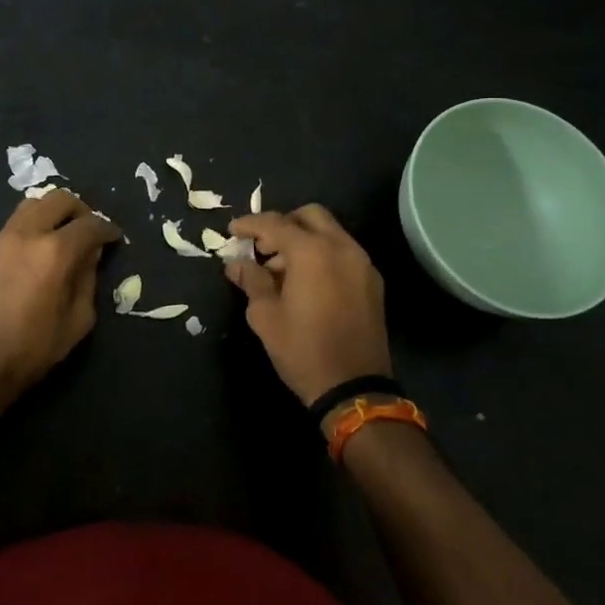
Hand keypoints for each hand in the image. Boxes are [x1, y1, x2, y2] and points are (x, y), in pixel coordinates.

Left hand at [0, 190, 119, 415]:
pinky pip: (15, 224)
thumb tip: (90, 257)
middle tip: (88, 230)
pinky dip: (32, 227)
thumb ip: (88, 281)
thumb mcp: (78, 320)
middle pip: (59, 199)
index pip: (90, 224)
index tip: (113, 238)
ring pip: (32, 204)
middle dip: (80, 210)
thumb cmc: (33, 348)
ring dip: (52, 213)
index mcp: (55, 251)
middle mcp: (28, 234)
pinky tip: (36, 251)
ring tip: (61, 234)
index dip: (107, 229)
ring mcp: (2, 239)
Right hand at [225, 205, 390, 406]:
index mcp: (312, 251)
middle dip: (282, 224)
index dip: (250, 224)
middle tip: (261, 246)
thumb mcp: (265, 316)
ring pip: (329, 232)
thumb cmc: (303, 350)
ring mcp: (362, 263)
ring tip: (280, 269)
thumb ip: (251, 280)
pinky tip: (306, 281)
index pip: (275, 224)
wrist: (355, 389)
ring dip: (303, 239)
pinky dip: (322, 254)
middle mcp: (341, 247)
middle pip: (309, 216)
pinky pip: (343, 252)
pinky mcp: (372, 282)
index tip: (232, 231)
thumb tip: (236, 263)